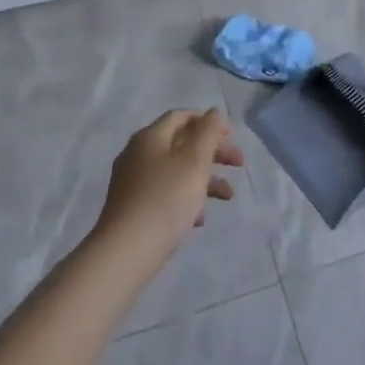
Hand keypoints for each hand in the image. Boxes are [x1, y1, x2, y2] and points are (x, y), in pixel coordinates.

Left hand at [96, 109, 243, 257]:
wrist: (126, 251)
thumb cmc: (167, 198)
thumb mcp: (195, 160)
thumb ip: (208, 132)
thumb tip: (213, 112)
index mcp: (150, 137)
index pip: (182, 116)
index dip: (209, 122)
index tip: (232, 137)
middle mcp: (138, 154)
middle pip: (181, 143)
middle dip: (213, 152)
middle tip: (238, 165)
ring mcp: (133, 182)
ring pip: (176, 170)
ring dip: (205, 178)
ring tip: (228, 197)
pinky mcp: (133, 207)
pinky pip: (165, 193)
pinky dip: (186, 198)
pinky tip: (199, 218)